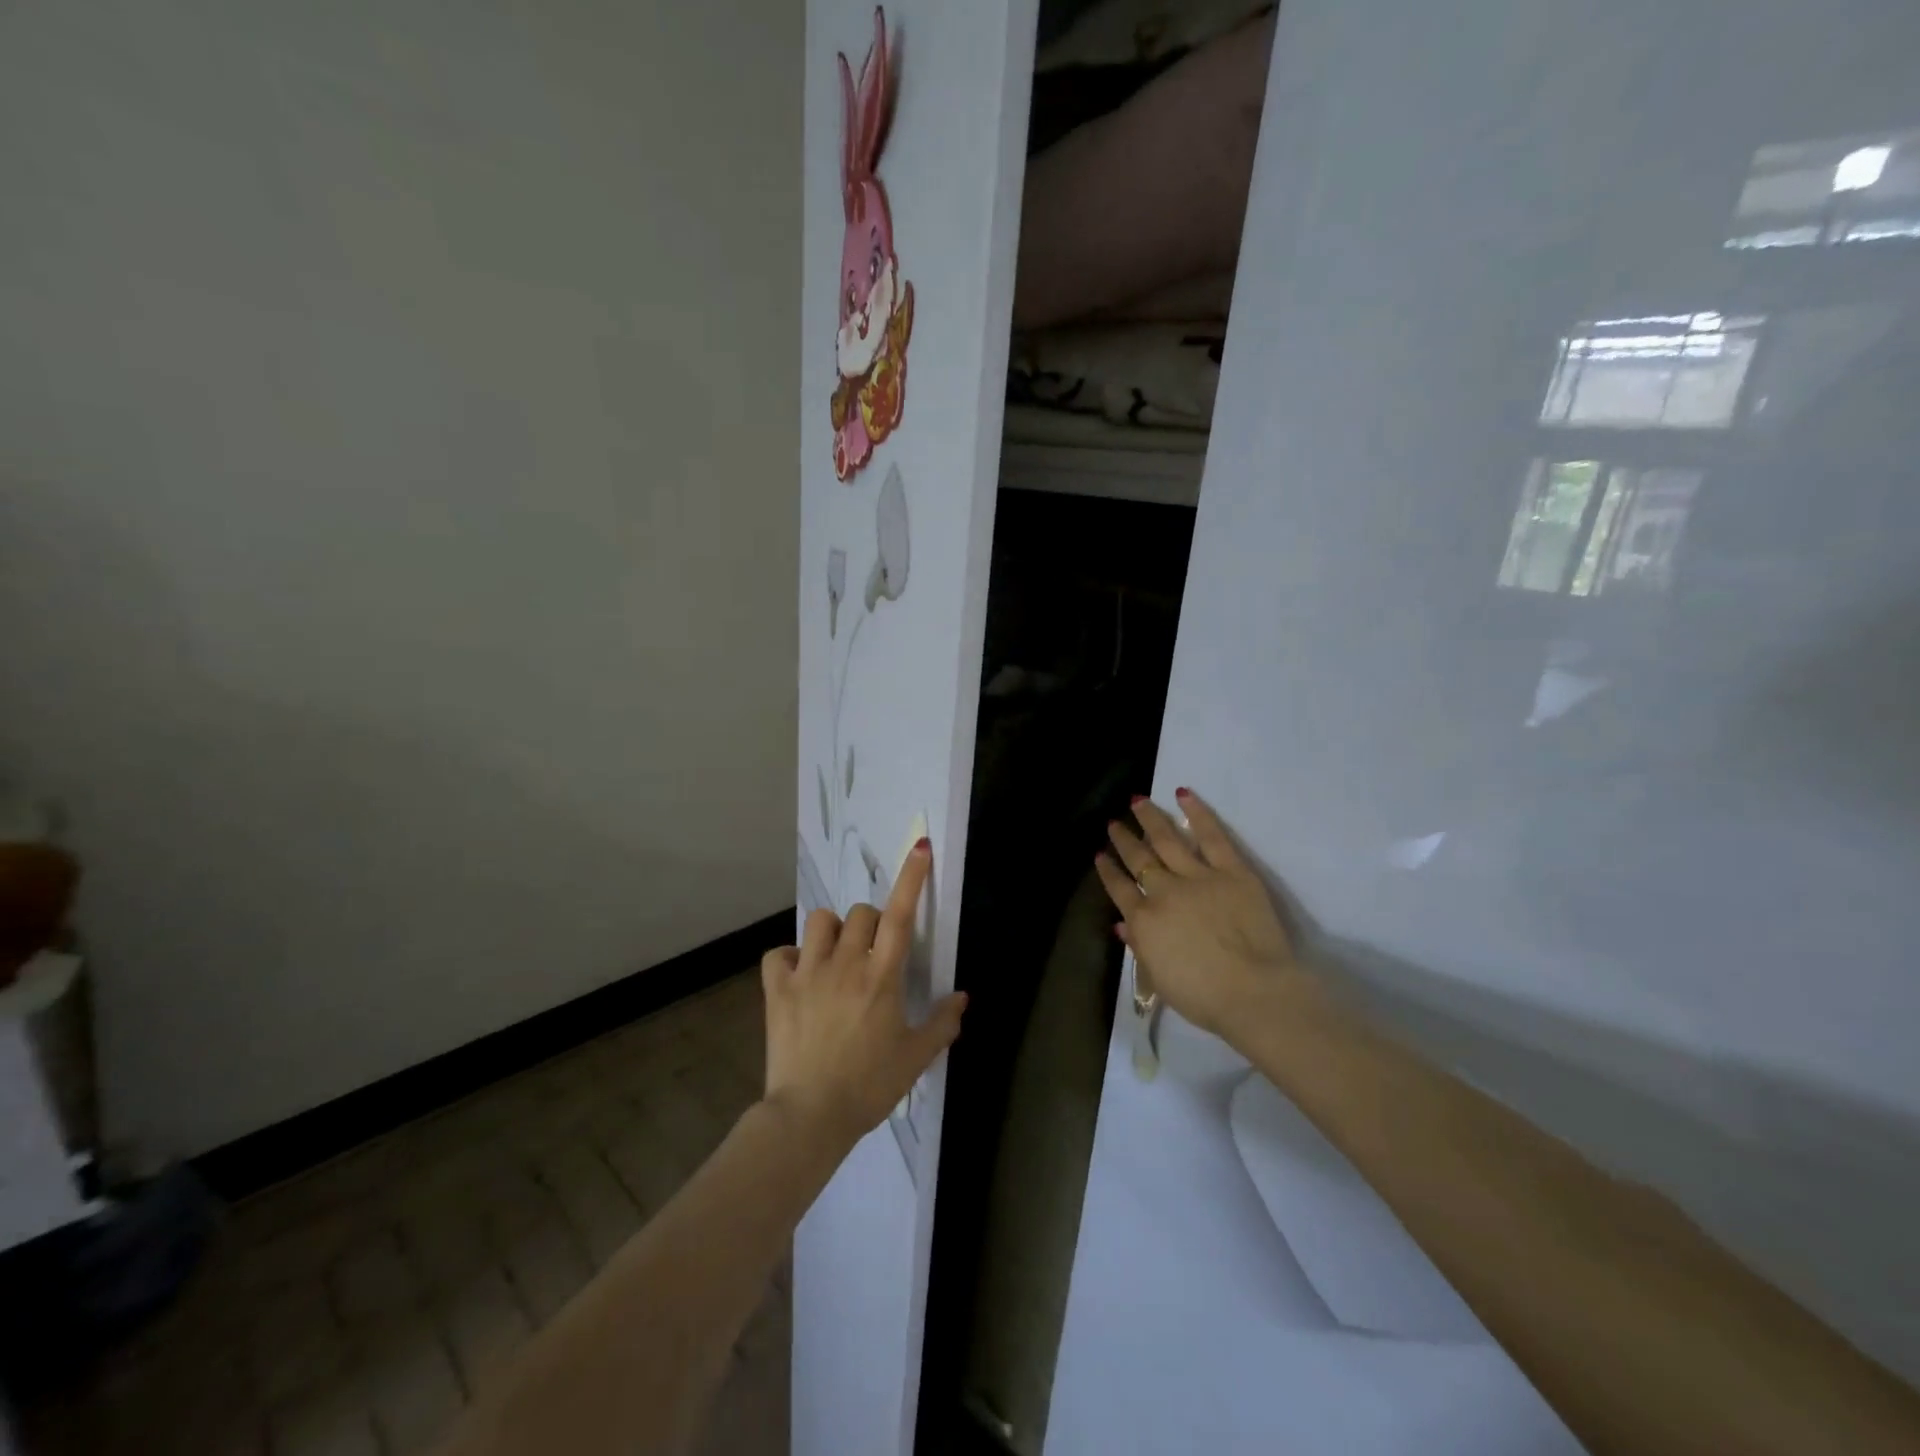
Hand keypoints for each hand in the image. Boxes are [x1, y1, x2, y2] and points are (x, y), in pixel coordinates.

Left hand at [760, 839, 966, 1150]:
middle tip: (874, 952)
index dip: (912, 878)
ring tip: (836, 957)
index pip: (901, 915)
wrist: (810, 1117)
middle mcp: (845, 965)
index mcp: (882, 977)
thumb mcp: (916, 1058)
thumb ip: (943, 1023)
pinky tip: (799, 976)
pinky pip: (778, 954)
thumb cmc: (869, 1086)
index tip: (920, 847)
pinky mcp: (777, 990)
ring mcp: (807, 974)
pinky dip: (789, 958)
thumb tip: (962, 996)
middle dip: (872, 922)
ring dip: (833, 931)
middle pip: (861, 913)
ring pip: (820, 921)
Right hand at [1095, 788, 1303, 1041]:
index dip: (1108, 871)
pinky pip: (1212, 837)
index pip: (1120, 889)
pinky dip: (1197, 814)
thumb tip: (1123, 925)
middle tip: (1114, 823)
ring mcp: (1198, 877)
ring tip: (1138, 801)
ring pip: (1168, 840)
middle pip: (1139, 859)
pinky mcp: (1232, 871)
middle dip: (1124, 840)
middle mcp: (1164, 891)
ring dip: (1151, 819)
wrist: (1253, 992)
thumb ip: (1140, 947)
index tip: (1100, 855)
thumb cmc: (1204, 998)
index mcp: (1144, 920)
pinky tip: (1183, 795)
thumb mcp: (1160, 979)